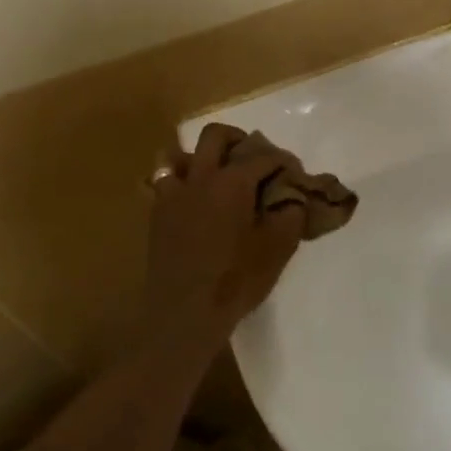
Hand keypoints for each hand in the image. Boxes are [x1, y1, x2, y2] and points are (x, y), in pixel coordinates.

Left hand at [147, 124, 307, 340]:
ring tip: (213, 174)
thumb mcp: (278, 248)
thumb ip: (291, 214)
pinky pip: (160, 183)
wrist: (185, 314)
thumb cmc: (236, 279)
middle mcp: (200, 177)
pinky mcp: (156, 214)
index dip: (282, 160)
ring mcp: (173, 194)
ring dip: (197, 157)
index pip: (263, 156)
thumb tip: (293, 198)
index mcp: (232, 181)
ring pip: (177, 154)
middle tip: (252, 157)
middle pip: (215, 136)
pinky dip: (175, 181)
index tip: (294, 173)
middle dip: (237, 139)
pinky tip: (188, 198)